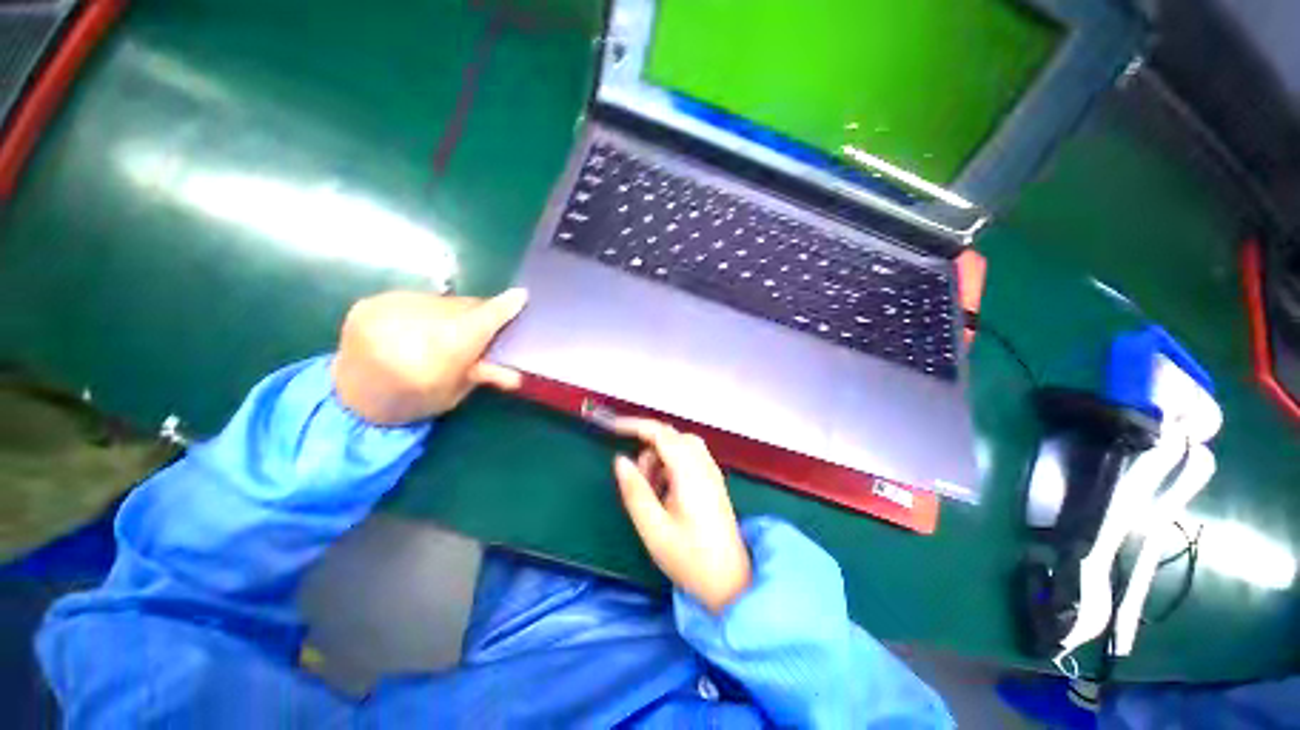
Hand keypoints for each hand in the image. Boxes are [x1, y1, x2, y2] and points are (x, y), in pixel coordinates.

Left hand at [332, 289, 527, 424]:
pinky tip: (422, 325)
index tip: (522, 296)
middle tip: (484, 326)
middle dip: (478, 314)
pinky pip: (417, 298)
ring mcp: (387, 310)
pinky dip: (428, 309)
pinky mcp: (370, 303)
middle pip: (462, 308)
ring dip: (453, 311)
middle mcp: (412, 326)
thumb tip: (516, 376)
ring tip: (447, 329)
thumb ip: (483, 375)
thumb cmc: (410, 402)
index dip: (503, 308)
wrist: (349, 398)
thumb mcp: (452, 394)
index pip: (480, 322)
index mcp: (438, 355)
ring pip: (440, 301)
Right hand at [612, 417, 751, 613]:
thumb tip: (620, 460)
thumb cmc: (690, 559)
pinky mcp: (712, 480)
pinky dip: (671, 465)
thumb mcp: (653, 528)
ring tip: (653, 493)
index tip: (611, 427)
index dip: (634, 425)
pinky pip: (688, 457)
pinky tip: (666, 493)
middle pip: (671, 436)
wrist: (731, 583)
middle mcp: (704, 465)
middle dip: (648, 448)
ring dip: (659, 459)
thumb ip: (635, 491)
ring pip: (679, 445)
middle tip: (639, 480)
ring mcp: (711, 471)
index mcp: (690, 473)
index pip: (661, 433)